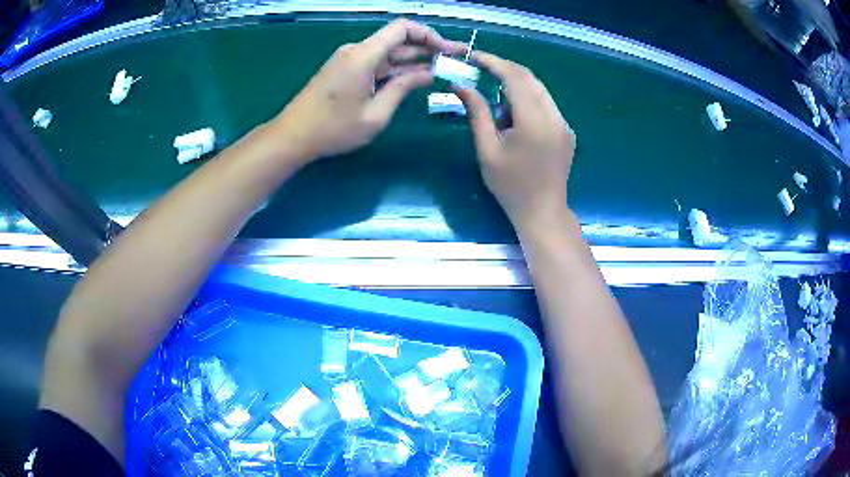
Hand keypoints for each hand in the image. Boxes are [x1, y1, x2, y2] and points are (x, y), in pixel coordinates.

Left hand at [271, 19, 463, 161]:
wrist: (292, 136)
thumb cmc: (333, 129)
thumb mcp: (375, 114)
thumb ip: (402, 89)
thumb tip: (428, 73)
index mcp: (364, 55)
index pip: (402, 28)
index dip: (428, 35)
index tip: (447, 50)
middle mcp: (357, 50)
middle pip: (397, 39)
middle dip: (427, 47)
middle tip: (454, 58)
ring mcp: (349, 59)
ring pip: (388, 52)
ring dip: (413, 58)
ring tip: (441, 68)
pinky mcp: (345, 69)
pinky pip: (376, 63)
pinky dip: (396, 68)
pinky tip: (414, 77)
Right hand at [456, 52, 575, 232]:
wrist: (543, 212)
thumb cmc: (510, 186)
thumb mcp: (487, 150)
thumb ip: (477, 113)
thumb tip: (460, 85)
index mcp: (534, 121)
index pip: (515, 77)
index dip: (494, 62)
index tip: (473, 57)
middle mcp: (554, 116)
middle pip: (530, 78)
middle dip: (504, 70)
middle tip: (480, 72)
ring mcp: (564, 123)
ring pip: (539, 89)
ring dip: (515, 87)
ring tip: (496, 106)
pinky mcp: (567, 130)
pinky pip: (546, 104)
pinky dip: (527, 101)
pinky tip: (514, 119)